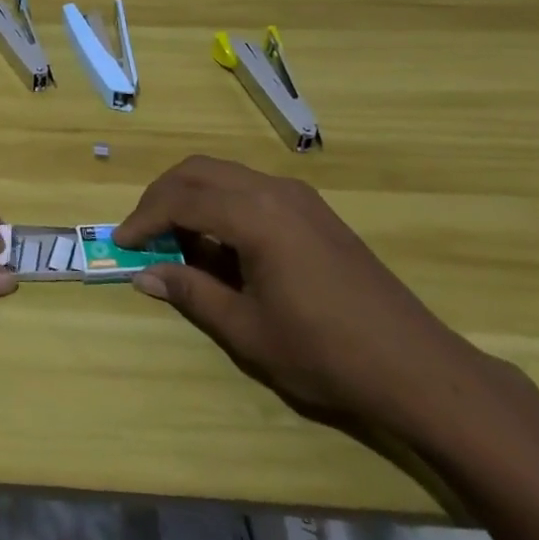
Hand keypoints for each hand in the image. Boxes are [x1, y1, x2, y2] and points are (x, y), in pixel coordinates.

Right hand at [116, 156, 495, 438]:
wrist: (418, 368)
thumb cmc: (326, 353)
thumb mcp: (248, 331)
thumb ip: (192, 294)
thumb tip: (144, 275)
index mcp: (255, 215)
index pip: (181, 199)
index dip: (144, 219)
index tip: (120, 243)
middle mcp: (273, 190)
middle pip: (198, 171)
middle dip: (162, 196)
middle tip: (141, 233)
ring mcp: (298, 196)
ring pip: (224, 174)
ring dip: (191, 197)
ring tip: (175, 240)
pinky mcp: (313, 210)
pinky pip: (250, 188)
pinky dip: (221, 203)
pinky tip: (220, 244)